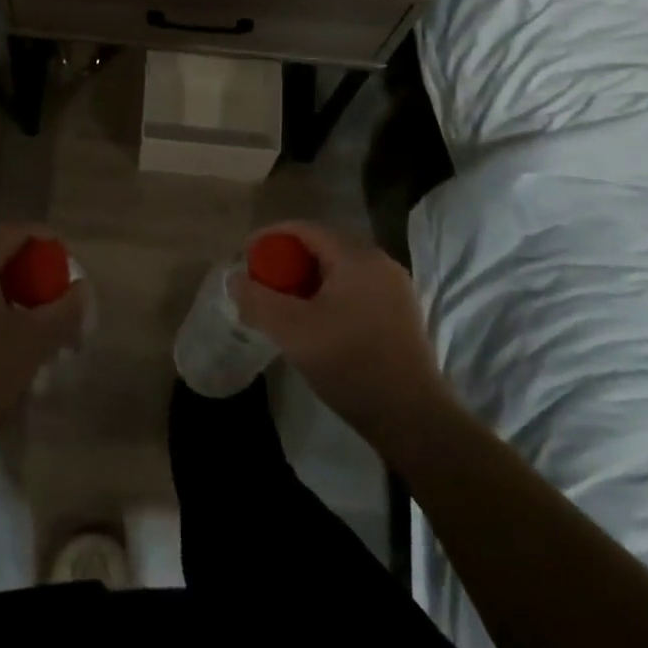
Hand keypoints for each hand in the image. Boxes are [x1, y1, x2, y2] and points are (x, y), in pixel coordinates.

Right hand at [231, 221, 449, 446]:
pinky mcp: (400, 313)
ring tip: (282, 304)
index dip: (271, 237)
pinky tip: (315, 323)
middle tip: (262, 283)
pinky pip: (355, 289)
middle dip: (287, 261)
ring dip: (307, 281)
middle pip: (323, 247)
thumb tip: (234, 279)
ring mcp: (394, 289)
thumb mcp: (293, 332)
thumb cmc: (350, 364)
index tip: (246, 256)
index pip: (305, 229)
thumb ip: (258, 300)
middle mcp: (380, 263)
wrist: (412, 418)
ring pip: (339, 270)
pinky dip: (328, 295)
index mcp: (357, 257)